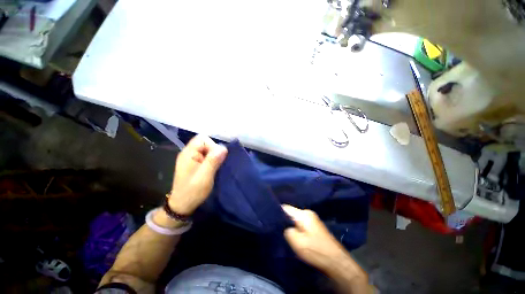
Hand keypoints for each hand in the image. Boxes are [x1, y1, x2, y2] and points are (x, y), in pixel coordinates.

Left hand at [168, 135, 227, 214]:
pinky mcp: (194, 164)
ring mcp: (191, 159)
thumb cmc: (193, 191)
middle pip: (205, 143)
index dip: (212, 146)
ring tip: (214, 168)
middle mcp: (188, 153)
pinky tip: (212, 169)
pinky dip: (211, 161)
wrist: (182, 205)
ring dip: (213, 157)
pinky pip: (205, 156)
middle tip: (215, 165)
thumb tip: (224, 147)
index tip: (216, 158)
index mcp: (188, 154)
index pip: (202, 139)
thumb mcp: (205, 176)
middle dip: (213, 152)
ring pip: (206, 150)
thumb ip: (213, 161)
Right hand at [283, 205, 349, 270]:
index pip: (286, 208)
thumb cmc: (315, 250)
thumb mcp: (296, 241)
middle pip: (291, 213)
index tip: (270, 218)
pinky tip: (295, 235)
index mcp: (303, 214)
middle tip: (277, 227)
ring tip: (284, 232)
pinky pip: (302, 224)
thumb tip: (284, 226)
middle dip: (284, 220)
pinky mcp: (315, 227)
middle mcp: (308, 213)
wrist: (336, 261)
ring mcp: (313, 219)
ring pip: (296, 219)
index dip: (277, 212)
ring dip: (291, 225)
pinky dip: (297, 228)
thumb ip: (287, 230)